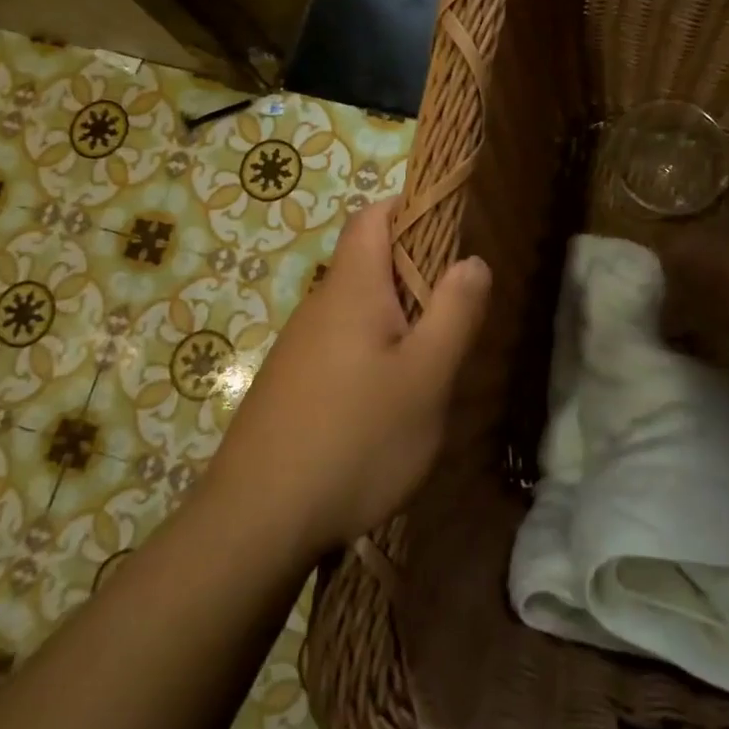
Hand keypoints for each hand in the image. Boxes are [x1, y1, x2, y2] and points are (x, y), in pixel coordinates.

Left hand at [202, 198, 490, 559]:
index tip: (451, 229)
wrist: (256, 521)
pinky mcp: (291, 385)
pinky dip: (373, 358)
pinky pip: (342, 349)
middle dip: (416, 277)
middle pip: (369, 264)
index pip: (374, 215)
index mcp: (352, 288)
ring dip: (398, 324)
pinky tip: (386, 409)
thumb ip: (454, 312)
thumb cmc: (354, 439)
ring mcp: (299, 348)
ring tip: (431, 370)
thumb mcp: (425, 377)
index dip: (411, 206)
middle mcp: (320, 306)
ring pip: (359, 313)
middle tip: (456, 317)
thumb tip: (472, 259)